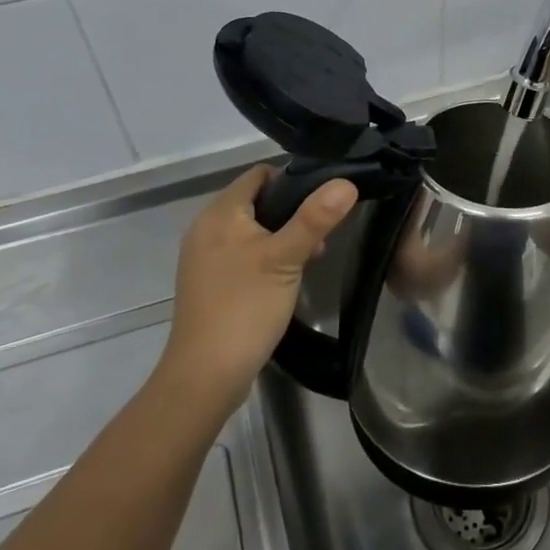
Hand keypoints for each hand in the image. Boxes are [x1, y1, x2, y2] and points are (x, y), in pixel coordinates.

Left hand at [160, 166, 356, 410]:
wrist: (205, 376)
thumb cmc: (245, 307)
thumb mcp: (286, 258)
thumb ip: (315, 218)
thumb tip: (345, 182)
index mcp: (220, 213)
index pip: (259, 174)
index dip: (292, 179)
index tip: (322, 200)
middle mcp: (206, 228)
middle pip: (256, 201)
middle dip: (291, 212)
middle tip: (321, 235)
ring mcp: (204, 257)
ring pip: (251, 230)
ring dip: (281, 237)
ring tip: (309, 258)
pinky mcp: (208, 283)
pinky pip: (242, 254)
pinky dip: (265, 257)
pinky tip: (285, 279)